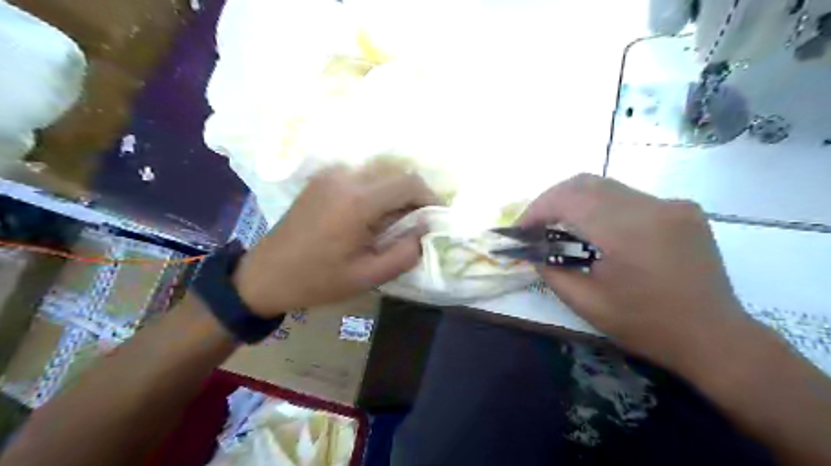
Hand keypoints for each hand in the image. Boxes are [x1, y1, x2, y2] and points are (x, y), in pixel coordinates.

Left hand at [229, 163, 437, 316]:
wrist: (265, 275)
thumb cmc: (317, 280)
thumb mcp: (367, 277)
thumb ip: (405, 253)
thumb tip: (426, 230)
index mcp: (357, 201)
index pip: (409, 183)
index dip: (430, 197)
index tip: (436, 218)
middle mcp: (345, 177)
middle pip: (396, 173)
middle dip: (414, 196)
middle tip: (418, 223)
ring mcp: (330, 174)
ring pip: (380, 173)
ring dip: (395, 193)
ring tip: (396, 221)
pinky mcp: (321, 179)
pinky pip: (361, 176)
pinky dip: (377, 191)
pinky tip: (372, 215)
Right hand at [522, 173, 757, 370]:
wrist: (714, 337)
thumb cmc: (646, 325)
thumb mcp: (587, 303)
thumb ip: (551, 271)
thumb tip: (531, 250)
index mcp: (628, 231)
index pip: (569, 199)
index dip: (537, 209)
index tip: (520, 229)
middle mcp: (652, 206)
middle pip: (585, 183)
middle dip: (552, 200)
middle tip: (536, 224)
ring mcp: (671, 204)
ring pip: (606, 186)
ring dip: (575, 201)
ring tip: (560, 226)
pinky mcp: (682, 209)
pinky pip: (629, 197)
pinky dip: (601, 206)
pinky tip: (597, 230)